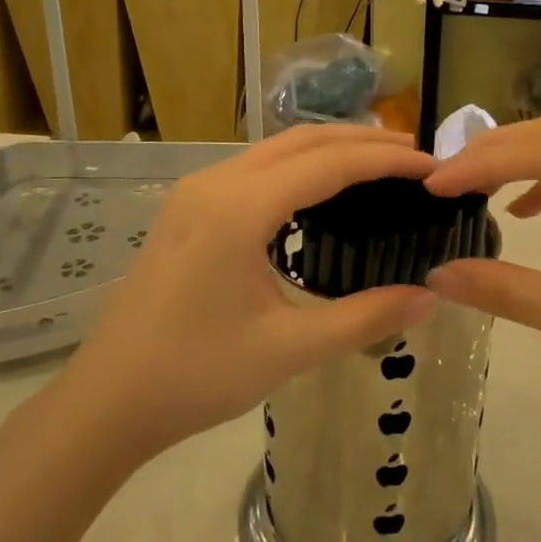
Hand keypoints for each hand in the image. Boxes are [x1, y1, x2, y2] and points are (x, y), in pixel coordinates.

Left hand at [55, 126, 437, 462]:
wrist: (108, 400)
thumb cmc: (197, 375)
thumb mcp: (289, 349)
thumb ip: (365, 317)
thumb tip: (430, 297)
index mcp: (239, 208)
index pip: (329, 163)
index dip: (386, 159)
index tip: (432, 164)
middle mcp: (215, 183)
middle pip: (301, 141)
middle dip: (362, 141)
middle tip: (414, 155)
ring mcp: (194, 192)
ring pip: (274, 150)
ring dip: (328, 149)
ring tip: (377, 165)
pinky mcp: (186, 209)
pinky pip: (253, 169)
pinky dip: (297, 167)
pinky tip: (319, 192)